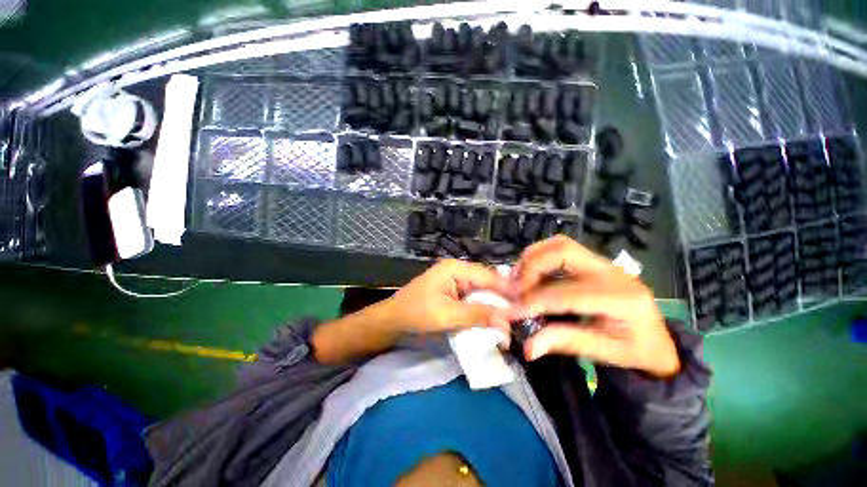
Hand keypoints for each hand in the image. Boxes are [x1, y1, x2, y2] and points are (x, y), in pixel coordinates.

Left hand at [313, 259, 509, 363]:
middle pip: (486, 284)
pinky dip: (482, 310)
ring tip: (510, 321)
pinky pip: (472, 299)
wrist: (391, 321)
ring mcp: (454, 281)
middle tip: (521, 317)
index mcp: (455, 268)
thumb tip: (507, 321)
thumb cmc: (415, 314)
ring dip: (493, 307)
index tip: (527, 305)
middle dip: (502, 301)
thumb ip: (477, 315)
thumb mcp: (447, 315)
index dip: (507, 290)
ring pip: (481, 292)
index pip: (488, 277)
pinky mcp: (452, 293)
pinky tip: (492, 320)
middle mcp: (457, 271)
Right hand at [505, 236, 679, 377]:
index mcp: (621, 299)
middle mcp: (612, 272)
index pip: (566, 294)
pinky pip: (561, 249)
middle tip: (516, 288)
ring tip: (519, 279)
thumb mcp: (604, 353)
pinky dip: (539, 257)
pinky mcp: (595, 262)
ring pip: (560, 244)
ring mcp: (604, 263)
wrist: (659, 340)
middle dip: (531, 267)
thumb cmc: (636, 351)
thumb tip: (527, 347)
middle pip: (562, 250)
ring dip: (533, 257)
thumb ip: (564, 343)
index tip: (511, 311)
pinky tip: (531, 274)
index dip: (535, 301)